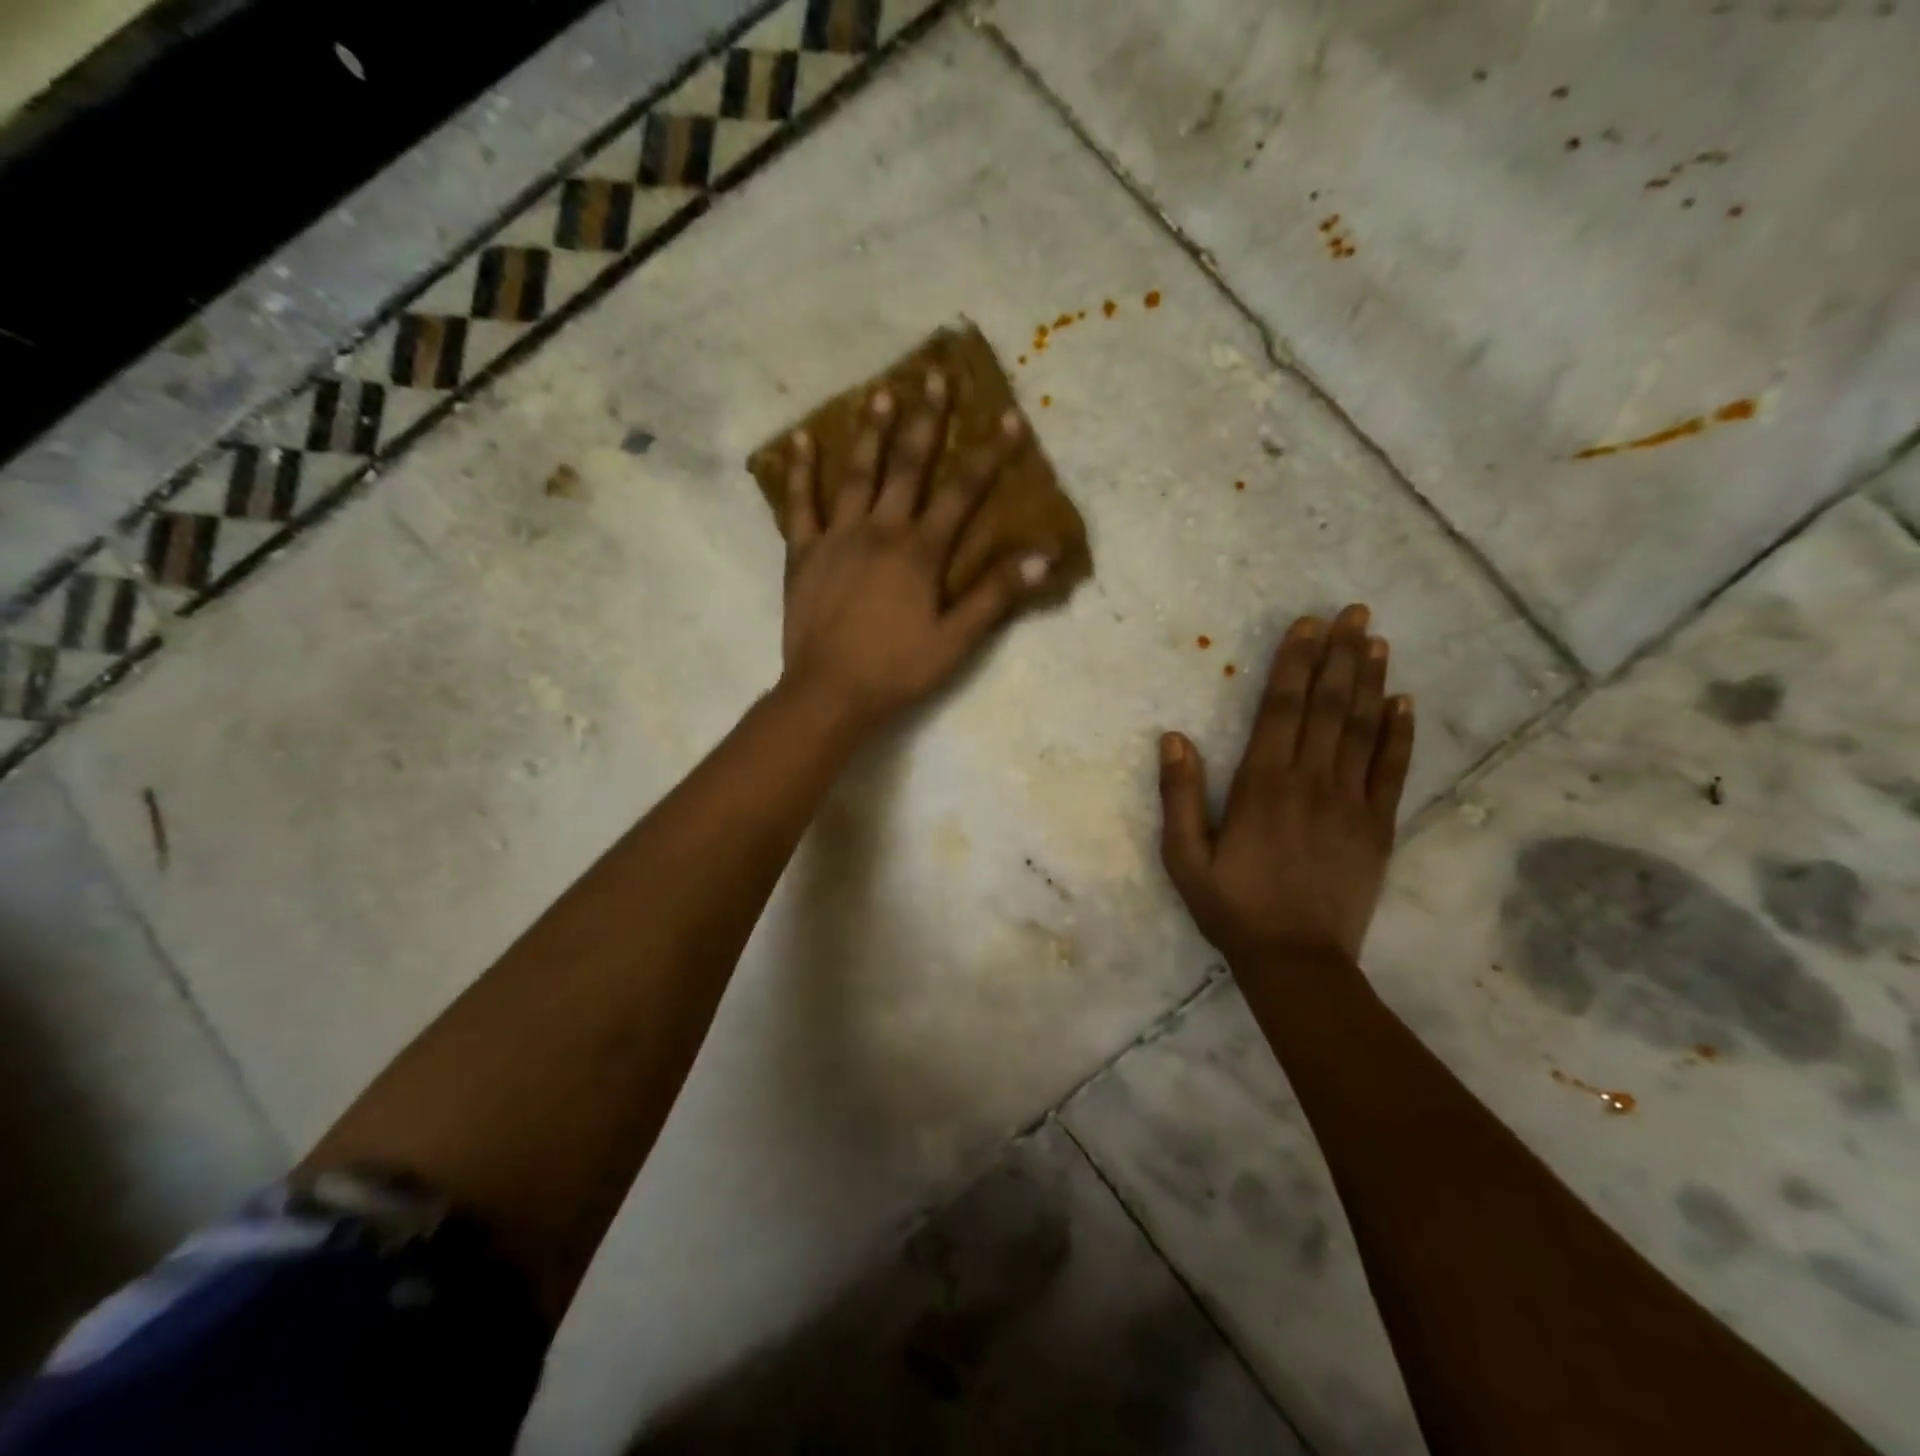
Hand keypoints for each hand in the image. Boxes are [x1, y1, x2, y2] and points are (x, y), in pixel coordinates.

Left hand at [778, 374, 1052, 733]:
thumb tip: (1041, 556)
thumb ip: (994, 595)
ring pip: (857, 473)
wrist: (829, 693)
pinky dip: (801, 471)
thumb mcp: (956, 641)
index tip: (1009, 419)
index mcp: (920, 551)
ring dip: (871, 431)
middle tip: (936, 376)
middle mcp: (880, 530)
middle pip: (908, 465)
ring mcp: (837, 537)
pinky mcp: (803, 553)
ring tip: (881, 391)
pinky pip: (800, 504)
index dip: (988, 455)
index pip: (962, 492)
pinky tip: (802, 440)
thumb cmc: (897, 670)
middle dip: (926, 420)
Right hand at [1158, 605, 1415, 967]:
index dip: (1295, 663)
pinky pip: (1392, 770)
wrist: (1297, 960)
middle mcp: (1310, 782)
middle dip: (1340, 656)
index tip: (1308, 625)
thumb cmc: (1232, 907)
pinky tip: (1404, 702)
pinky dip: (1399, 733)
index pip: (1281, 708)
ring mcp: (1351, 803)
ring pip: (1363, 729)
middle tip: (1356, 612)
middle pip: (1328, 706)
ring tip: (1378, 641)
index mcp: (1262, 785)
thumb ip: (1179, 796)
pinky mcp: (1378, 827)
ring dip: (1371, 681)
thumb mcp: (1184, 858)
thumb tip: (1173, 738)